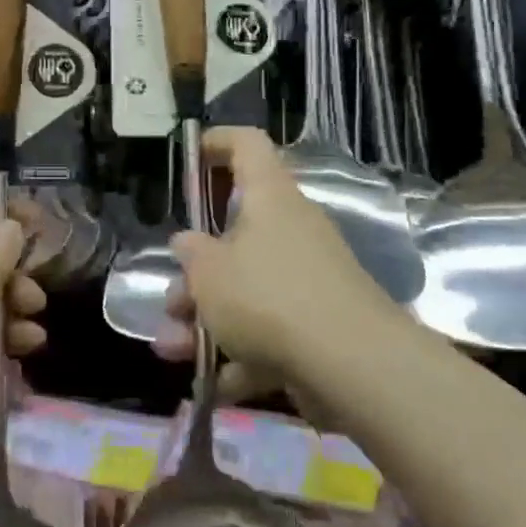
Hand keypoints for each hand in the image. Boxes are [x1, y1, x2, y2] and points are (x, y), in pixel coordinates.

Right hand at [154, 127, 392, 409]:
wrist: (353, 364)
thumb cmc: (268, 296)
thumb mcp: (209, 274)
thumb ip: (192, 255)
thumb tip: (188, 243)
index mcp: (269, 199)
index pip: (247, 146)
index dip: (217, 143)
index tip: (190, 156)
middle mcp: (292, 230)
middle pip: (237, 234)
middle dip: (197, 272)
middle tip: (172, 300)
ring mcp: (309, 279)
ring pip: (248, 289)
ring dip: (207, 319)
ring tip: (172, 350)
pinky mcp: (319, 325)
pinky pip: (270, 330)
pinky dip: (242, 354)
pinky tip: (213, 383)